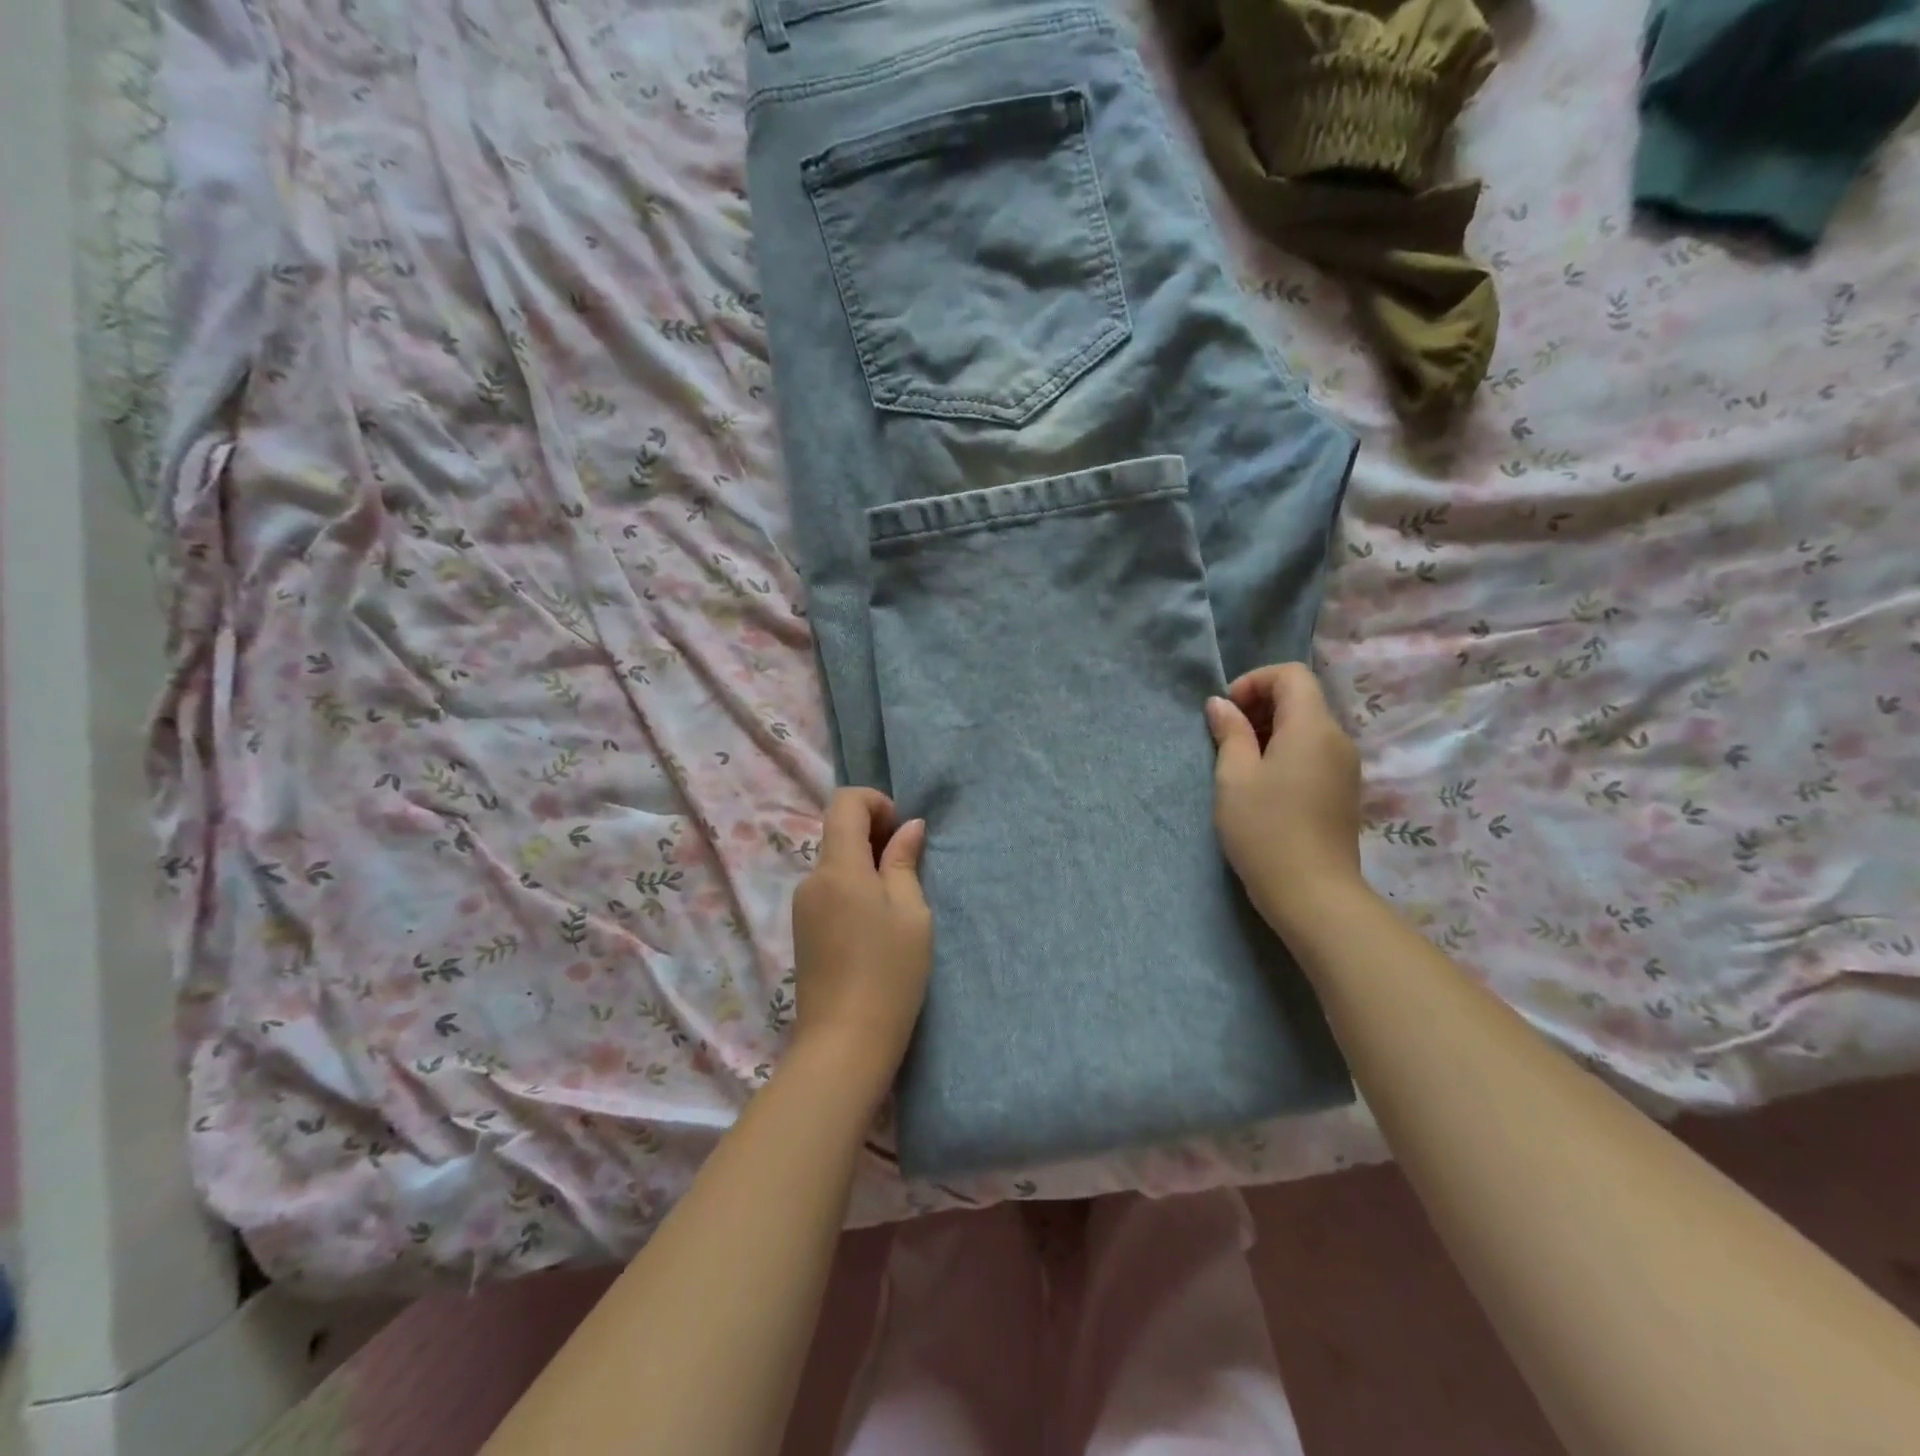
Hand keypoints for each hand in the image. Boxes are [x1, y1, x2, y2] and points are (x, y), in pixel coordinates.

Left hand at [789, 788, 931, 1094]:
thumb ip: (904, 862)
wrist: (844, 1043)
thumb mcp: (911, 913)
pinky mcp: (802, 930)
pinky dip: (853, 888)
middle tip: (909, 868)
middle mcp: (811, 879)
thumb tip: (909, 826)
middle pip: (838, 831)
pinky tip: (875, 924)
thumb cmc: (889, 973)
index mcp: (838, 867)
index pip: (845, 802)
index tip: (902, 832)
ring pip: (835, 862)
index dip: (876, 803)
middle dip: (875, 834)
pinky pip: (829, 889)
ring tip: (897, 902)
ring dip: (865, 864)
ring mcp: (802, 906)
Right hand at [1206, 662, 1365, 938]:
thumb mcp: (1234, 776)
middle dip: (1260, 705)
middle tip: (1226, 737)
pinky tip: (1263, 784)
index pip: (1291, 675)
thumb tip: (1221, 705)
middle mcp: (1337, 738)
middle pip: (1301, 698)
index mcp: (1312, 727)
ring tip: (1239, 762)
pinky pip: (1314, 752)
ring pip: (1307, 726)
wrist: (1313, 893)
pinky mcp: (1343, 790)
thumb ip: (1230, 733)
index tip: (1226, 712)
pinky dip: (1286, 752)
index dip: (1254, 682)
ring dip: (1271, 730)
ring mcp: (1345, 766)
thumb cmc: (1265, 829)